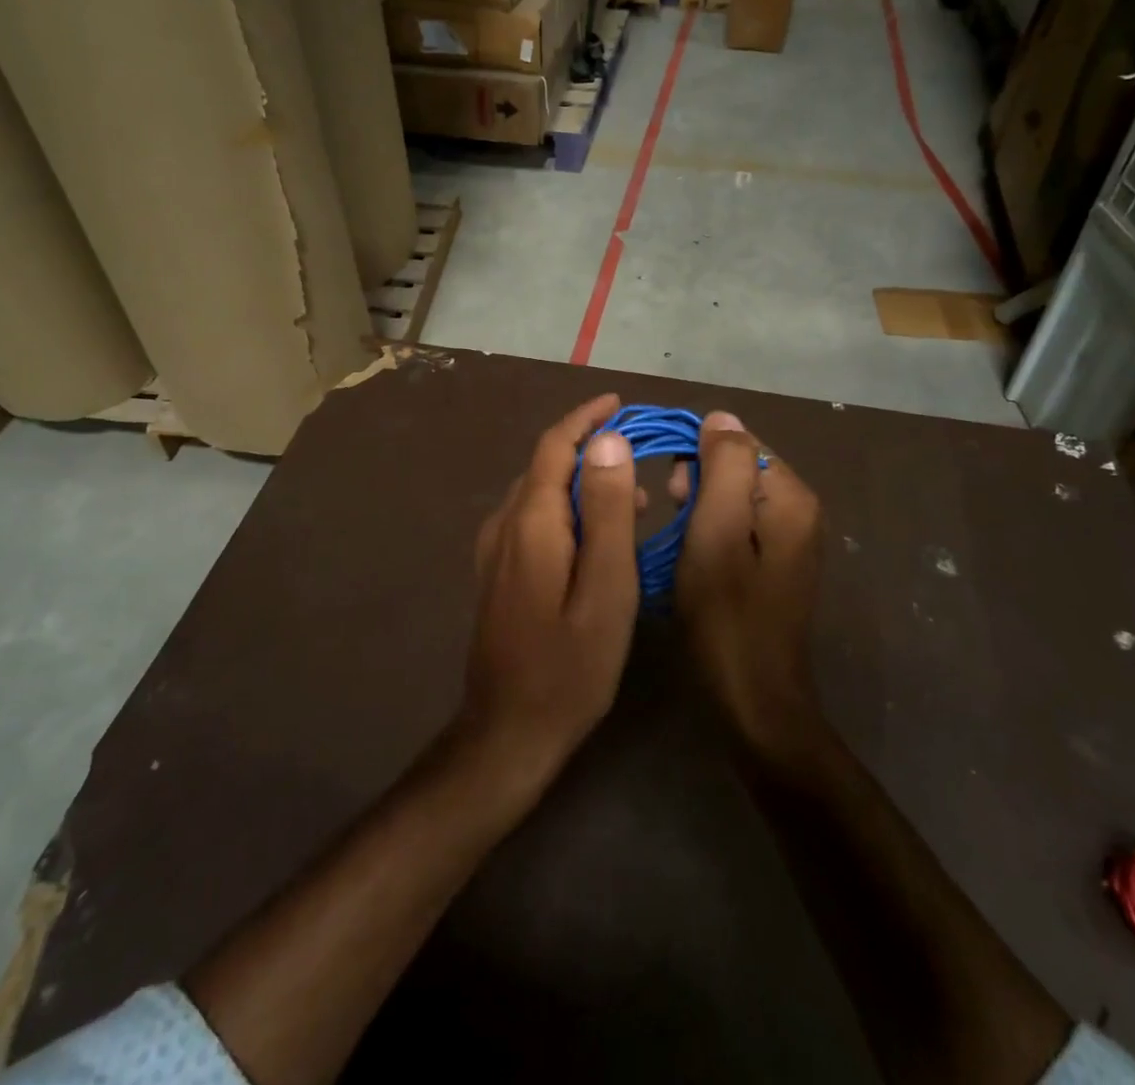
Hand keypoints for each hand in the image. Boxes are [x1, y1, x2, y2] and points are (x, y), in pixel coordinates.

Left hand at [455, 394, 642, 802]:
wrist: (508, 731)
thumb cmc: (570, 665)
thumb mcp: (607, 588)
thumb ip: (609, 511)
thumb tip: (609, 441)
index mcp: (531, 521)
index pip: (555, 446)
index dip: (586, 419)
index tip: (620, 403)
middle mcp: (505, 524)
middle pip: (545, 465)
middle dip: (589, 447)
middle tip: (639, 452)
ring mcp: (495, 550)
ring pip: (540, 493)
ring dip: (582, 482)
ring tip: (634, 498)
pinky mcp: (497, 573)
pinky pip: (534, 520)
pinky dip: (568, 509)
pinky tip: (598, 536)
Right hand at [673, 412, 826, 762]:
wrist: (753, 700)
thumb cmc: (726, 615)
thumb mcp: (715, 533)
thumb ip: (721, 467)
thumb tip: (721, 416)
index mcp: (790, 497)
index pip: (739, 441)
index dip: (697, 455)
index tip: (669, 491)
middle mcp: (799, 510)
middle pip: (737, 467)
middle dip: (697, 482)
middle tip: (672, 516)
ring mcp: (790, 539)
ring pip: (733, 497)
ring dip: (699, 507)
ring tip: (679, 539)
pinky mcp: (775, 563)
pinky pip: (737, 524)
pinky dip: (710, 530)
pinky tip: (693, 555)